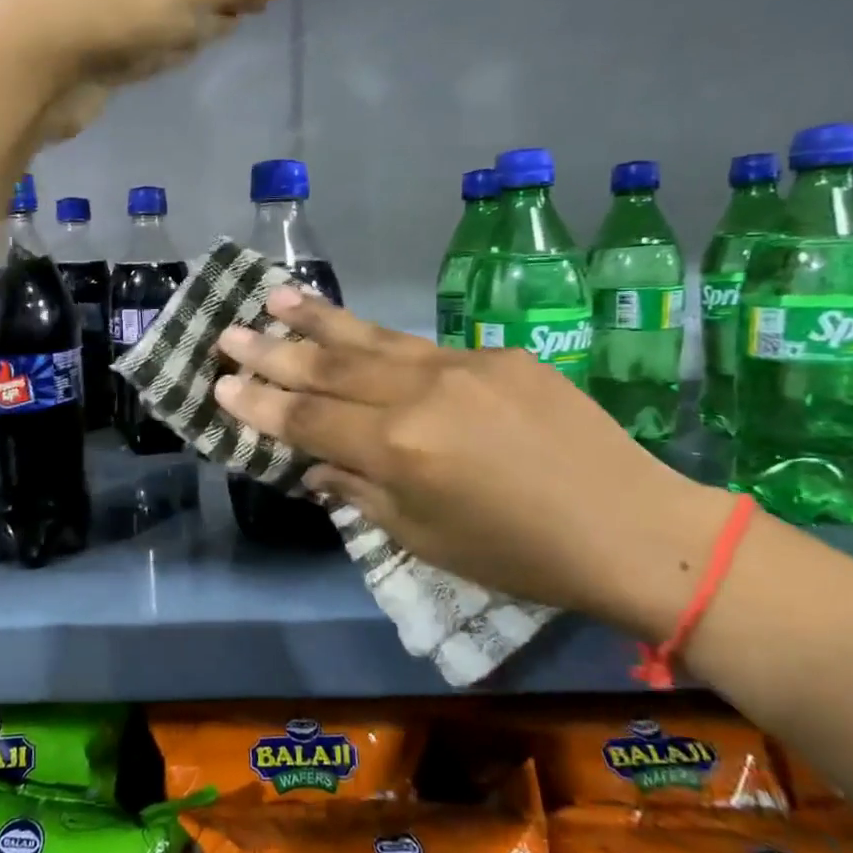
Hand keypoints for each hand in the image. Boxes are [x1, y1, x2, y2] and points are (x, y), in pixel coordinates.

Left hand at [0, 0, 304, 142]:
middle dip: (212, 3)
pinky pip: (138, 39)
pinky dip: (151, 52)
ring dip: (183, 31)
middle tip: (212, 26)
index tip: (256, 6)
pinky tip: (148, 63)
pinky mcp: (86, 37)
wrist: (31, 61)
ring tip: (174, 47)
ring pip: (167, 10)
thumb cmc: (119, 5)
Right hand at [212, 288, 734, 637]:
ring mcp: (462, 366)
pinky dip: (378, 340)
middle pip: (330, 367)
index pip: (308, 420)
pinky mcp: (498, 355)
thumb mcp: (426, 540)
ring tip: (275, 297)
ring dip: (318, 320)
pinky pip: (422, 348)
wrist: (632, 528)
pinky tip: (355, 332)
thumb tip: (315, 467)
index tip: (220, 384)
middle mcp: (421, 395)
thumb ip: (361, 494)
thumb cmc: (520, 555)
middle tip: (228, 331)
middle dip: (273, 351)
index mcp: (399, 451)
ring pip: (372, 339)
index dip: (260, 403)